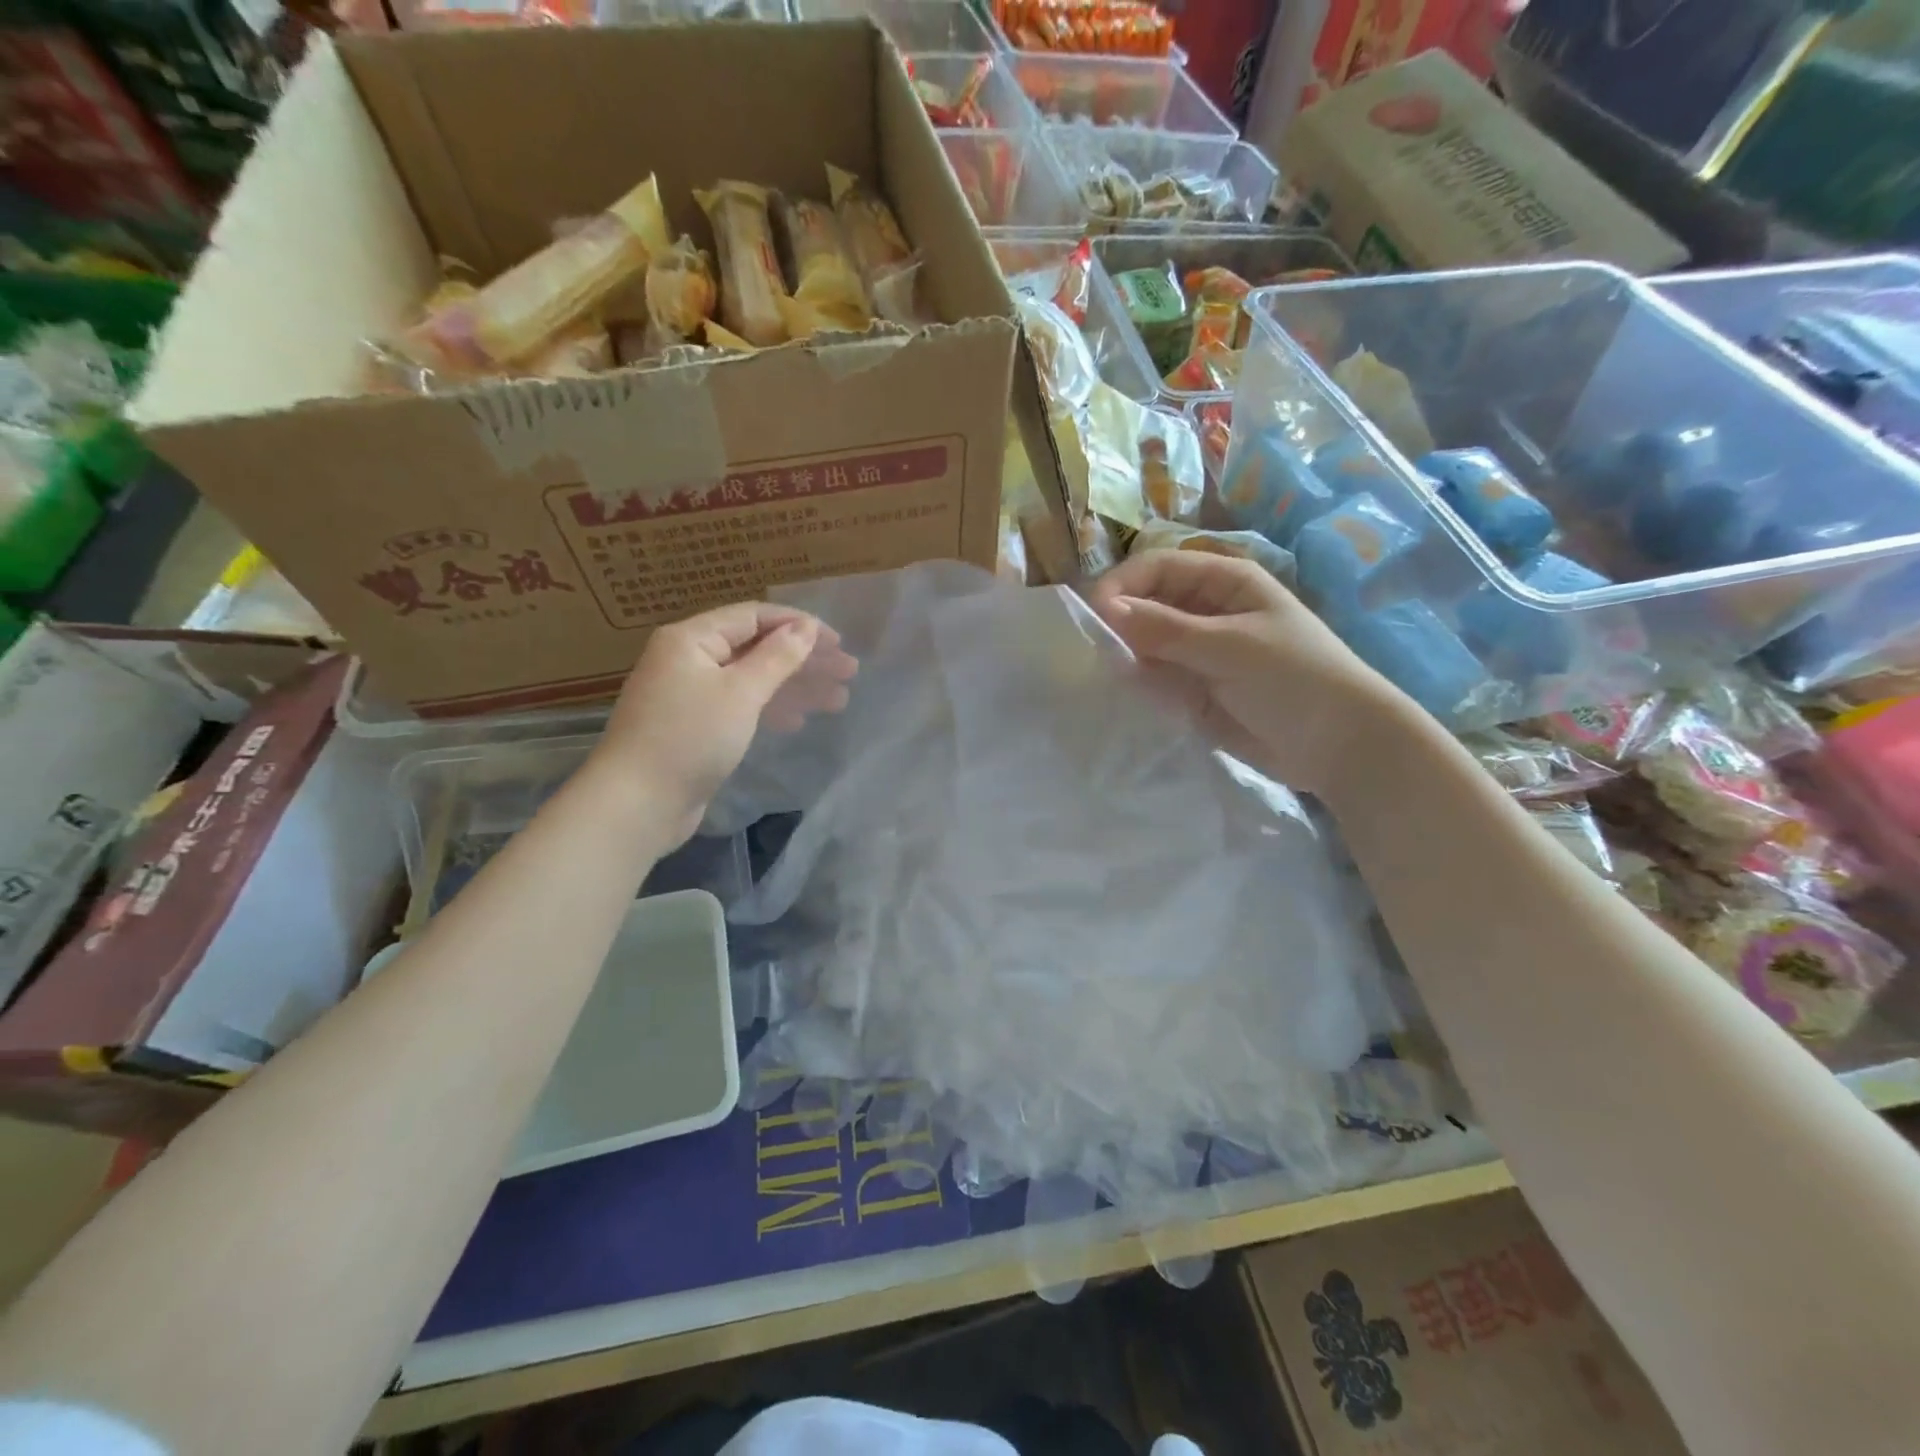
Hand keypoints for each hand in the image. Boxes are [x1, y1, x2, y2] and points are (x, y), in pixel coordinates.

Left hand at [590, 602, 857, 843]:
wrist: (638, 803)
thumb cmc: (690, 737)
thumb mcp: (741, 692)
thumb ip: (777, 657)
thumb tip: (806, 627)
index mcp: (691, 639)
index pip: (753, 616)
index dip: (798, 625)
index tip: (838, 642)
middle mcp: (688, 660)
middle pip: (756, 648)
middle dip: (804, 660)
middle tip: (848, 673)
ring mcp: (690, 695)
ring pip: (752, 680)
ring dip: (794, 687)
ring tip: (838, 700)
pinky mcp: (694, 727)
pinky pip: (740, 706)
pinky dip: (770, 709)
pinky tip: (797, 721)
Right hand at [1090, 550, 1404, 796]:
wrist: (1338, 745)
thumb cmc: (1294, 678)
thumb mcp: (1229, 646)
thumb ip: (1165, 629)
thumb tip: (1105, 609)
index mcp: (1223, 582)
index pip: (1157, 567)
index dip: (1123, 585)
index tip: (1093, 616)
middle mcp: (1206, 610)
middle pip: (1147, 603)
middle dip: (1120, 622)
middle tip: (1095, 651)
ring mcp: (1199, 652)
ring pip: (1146, 643)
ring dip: (1126, 655)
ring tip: (1106, 674)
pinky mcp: (1194, 690)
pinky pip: (1155, 678)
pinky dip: (1139, 683)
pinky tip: (1127, 693)